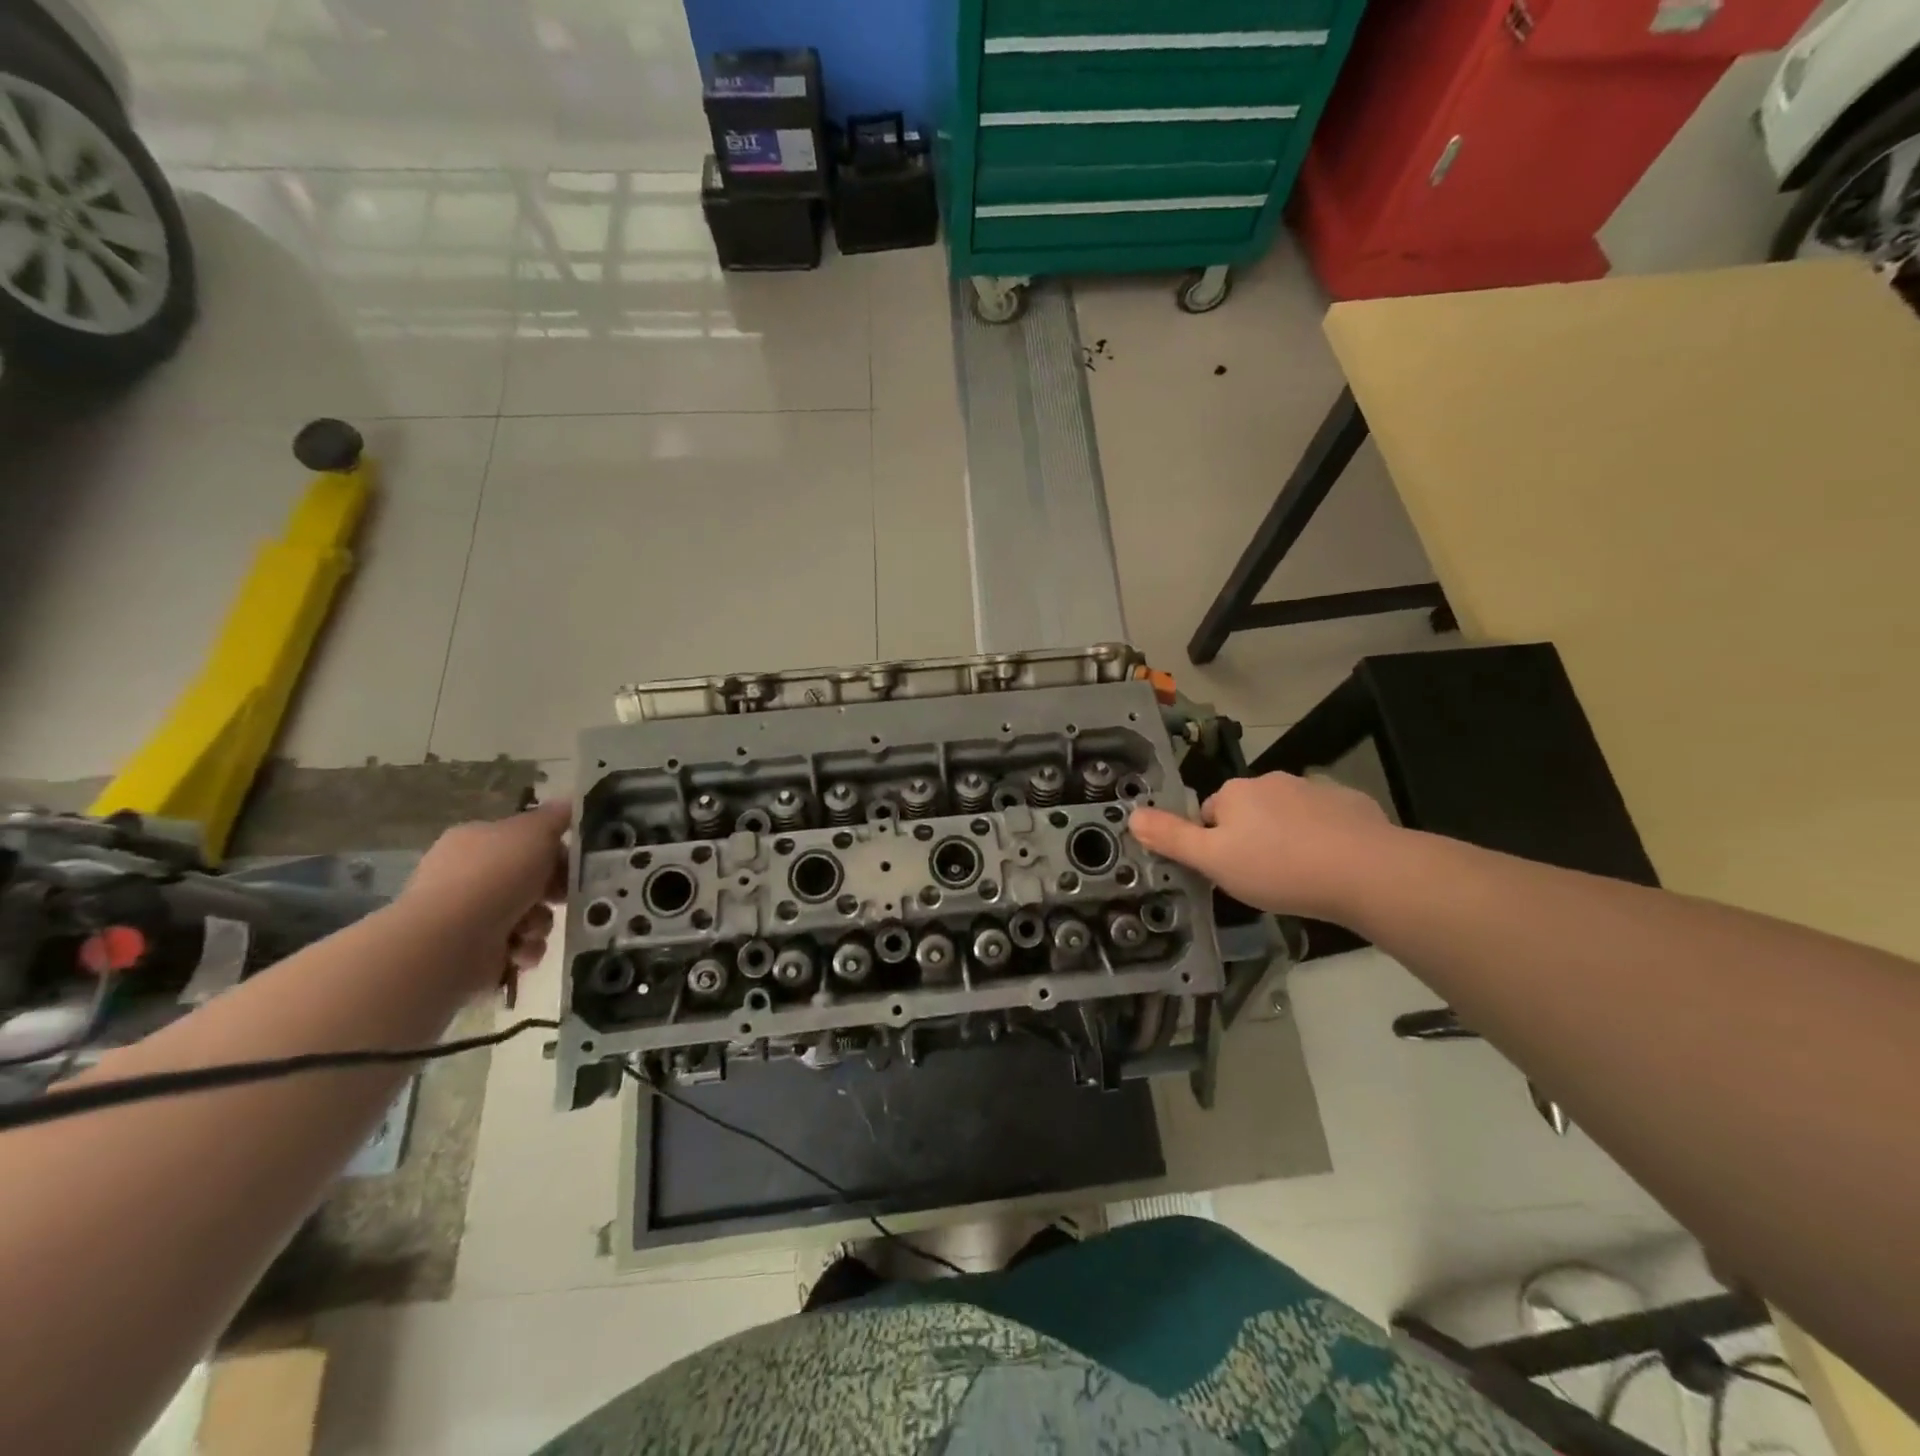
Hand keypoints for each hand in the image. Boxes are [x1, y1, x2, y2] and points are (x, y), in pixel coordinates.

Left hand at [397, 801, 569, 981]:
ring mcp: (469, 916)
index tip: (572, 864)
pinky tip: (518, 949)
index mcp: (476, 842)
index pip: (524, 842)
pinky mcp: (474, 953)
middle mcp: (469, 876)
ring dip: (540, 924)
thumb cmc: (494, 876)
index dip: (554, 852)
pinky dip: (524, 949)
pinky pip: (517, 947)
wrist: (450, 940)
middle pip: (530, 881)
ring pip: (529, 916)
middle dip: (551, 893)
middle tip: (561, 898)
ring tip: (530, 929)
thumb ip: (554, 818)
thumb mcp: (533, 833)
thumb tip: (568, 804)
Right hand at [1127, 772, 1393, 921]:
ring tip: (1297, 875)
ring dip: (1286, 836)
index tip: (1228, 872)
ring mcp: (1314, 789)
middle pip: (1247, 811)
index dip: (1213, 843)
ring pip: (1286, 815)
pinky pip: (1325, 819)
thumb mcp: (1213, 861)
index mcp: (1235, 792)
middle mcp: (1271, 781)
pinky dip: (1322, 837)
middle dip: (1250, 838)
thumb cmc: (1278, 868)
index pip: (1209, 813)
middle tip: (1261, 877)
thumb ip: (1171, 838)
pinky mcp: (1351, 804)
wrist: (1366, 872)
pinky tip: (1331, 866)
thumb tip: (1132, 815)